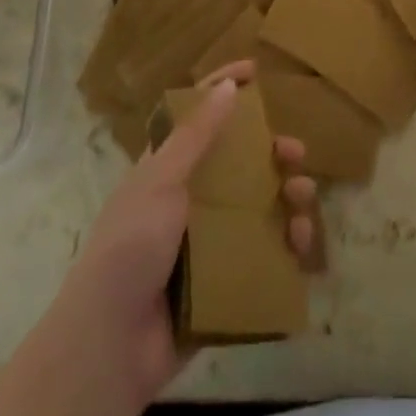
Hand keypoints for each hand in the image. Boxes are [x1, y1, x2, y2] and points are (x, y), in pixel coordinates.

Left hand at [51, 61, 316, 412]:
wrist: (112, 344)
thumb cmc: (131, 247)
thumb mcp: (160, 182)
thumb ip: (196, 136)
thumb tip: (227, 86)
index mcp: (168, 171)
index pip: (198, 117)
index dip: (223, 89)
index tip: (255, 71)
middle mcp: (191, 201)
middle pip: (240, 163)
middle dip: (273, 152)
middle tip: (295, 152)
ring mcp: (210, 242)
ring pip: (261, 206)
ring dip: (288, 196)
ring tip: (303, 197)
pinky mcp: (226, 280)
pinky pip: (267, 253)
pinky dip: (288, 244)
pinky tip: (301, 243)